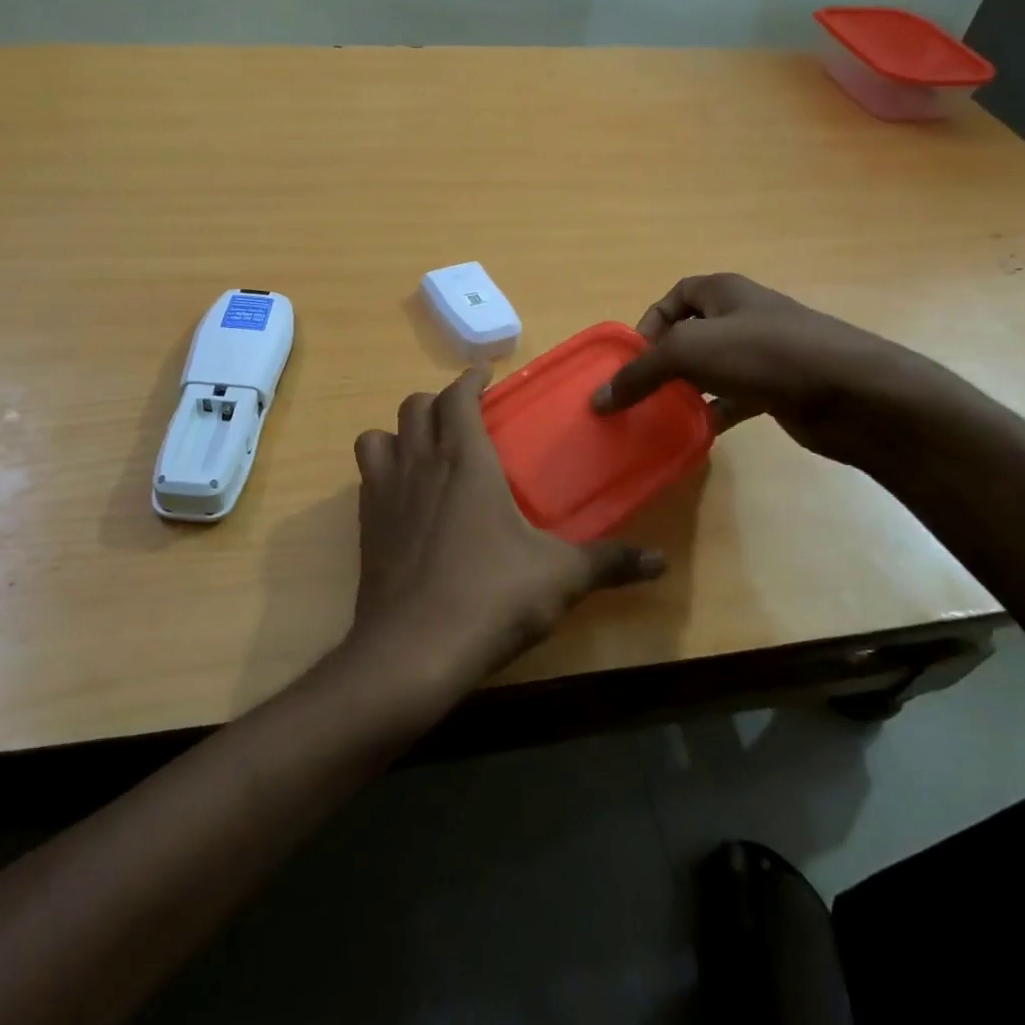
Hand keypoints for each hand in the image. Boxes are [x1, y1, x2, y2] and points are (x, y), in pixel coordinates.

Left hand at [347, 368, 665, 688]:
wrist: (413, 651)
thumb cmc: (491, 597)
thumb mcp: (560, 578)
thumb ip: (609, 562)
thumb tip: (660, 562)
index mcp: (465, 460)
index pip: (457, 397)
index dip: (470, 379)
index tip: (483, 374)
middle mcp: (420, 463)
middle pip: (414, 406)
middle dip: (438, 401)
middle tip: (462, 415)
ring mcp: (385, 492)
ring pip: (379, 435)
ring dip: (401, 431)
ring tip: (424, 448)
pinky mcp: (364, 525)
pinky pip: (366, 475)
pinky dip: (382, 468)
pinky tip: (404, 496)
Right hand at [591, 273, 933, 462]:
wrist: (852, 392)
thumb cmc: (765, 354)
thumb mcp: (689, 352)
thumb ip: (640, 373)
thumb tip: (599, 399)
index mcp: (724, 292)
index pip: (675, 297)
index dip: (650, 323)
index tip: (635, 358)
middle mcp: (743, 316)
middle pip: (691, 333)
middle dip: (665, 360)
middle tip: (643, 391)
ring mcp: (764, 353)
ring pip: (712, 368)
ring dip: (687, 389)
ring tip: (663, 415)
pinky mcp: (779, 388)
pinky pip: (734, 397)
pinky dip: (714, 412)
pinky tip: (698, 432)